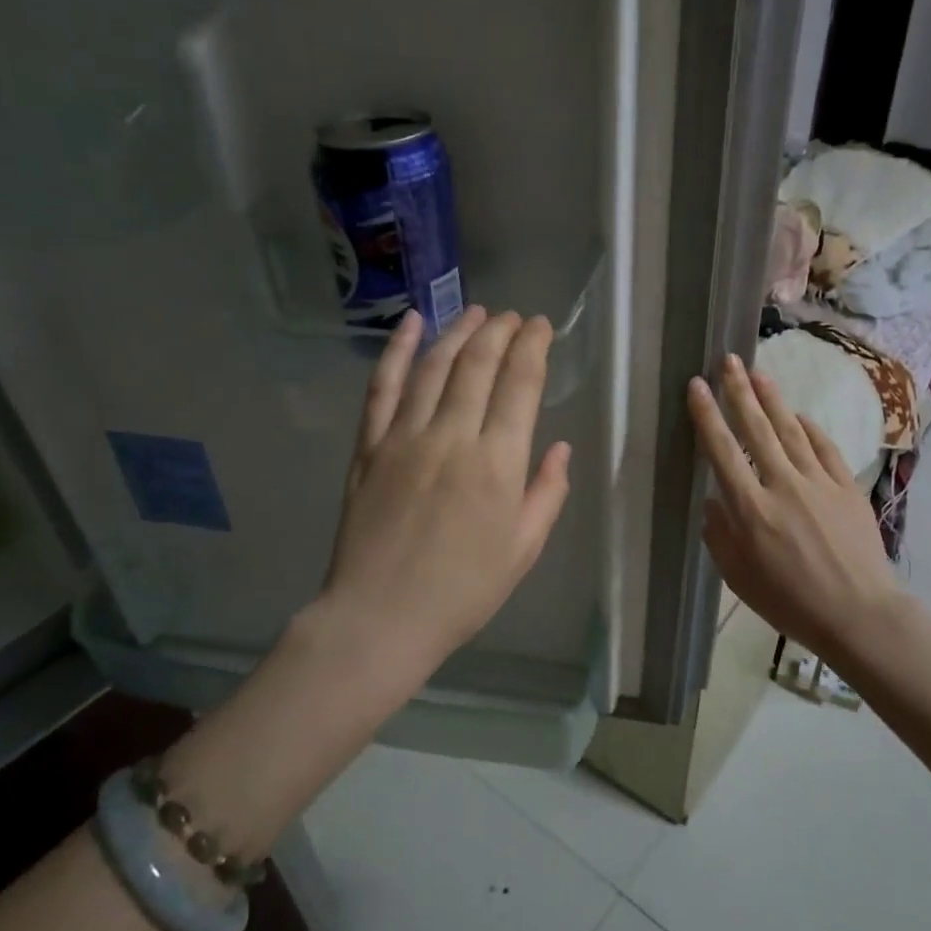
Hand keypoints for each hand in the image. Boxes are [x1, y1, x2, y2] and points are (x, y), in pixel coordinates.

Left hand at [319, 305, 572, 667]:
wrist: (381, 618)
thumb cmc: (462, 591)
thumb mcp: (524, 550)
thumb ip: (547, 493)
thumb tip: (561, 447)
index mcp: (498, 463)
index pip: (521, 383)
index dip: (534, 346)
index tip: (542, 327)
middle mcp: (452, 436)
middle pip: (478, 363)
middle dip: (500, 330)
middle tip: (514, 317)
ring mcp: (404, 437)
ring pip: (434, 365)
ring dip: (458, 331)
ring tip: (477, 312)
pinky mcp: (369, 446)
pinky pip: (383, 387)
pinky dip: (396, 349)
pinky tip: (411, 323)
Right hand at [688, 353, 903, 663]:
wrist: (860, 616)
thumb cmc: (791, 603)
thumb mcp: (739, 578)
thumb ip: (720, 536)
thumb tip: (714, 502)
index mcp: (751, 509)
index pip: (723, 451)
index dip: (707, 415)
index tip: (696, 387)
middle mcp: (783, 485)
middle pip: (756, 429)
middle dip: (738, 391)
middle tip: (727, 360)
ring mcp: (819, 483)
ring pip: (791, 430)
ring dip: (772, 399)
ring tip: (757, 373)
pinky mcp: (847, 488)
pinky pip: (825, 449)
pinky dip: (810, 428)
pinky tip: (799, 415)